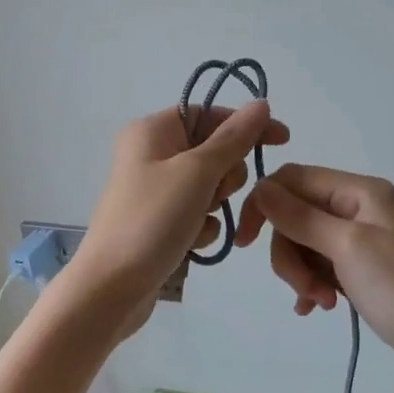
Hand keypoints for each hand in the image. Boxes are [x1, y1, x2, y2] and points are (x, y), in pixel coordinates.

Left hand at [69, 103, 288, 336]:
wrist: (110, 288)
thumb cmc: (152, 220)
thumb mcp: (197, 173)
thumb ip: (233, 138)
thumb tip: (261, 104)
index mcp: (152, 130)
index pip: (210, 113)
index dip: (246, 125)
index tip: (283, 140)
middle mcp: (151, 153)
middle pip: (213, 150)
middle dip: (226, 174)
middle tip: (215, 194)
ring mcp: (155, 190)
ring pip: (210, 185)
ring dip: (215, 205)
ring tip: (198, 223)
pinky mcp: (159, 221)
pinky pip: (197, 213)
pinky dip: (202, 227)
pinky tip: (190, 244)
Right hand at [236, 165, 393, 390]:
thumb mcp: (346, 247)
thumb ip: (300, 217)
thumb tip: (260, 188)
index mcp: (359, 191)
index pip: (293, 180)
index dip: (264, 205)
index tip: (244, 241)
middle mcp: (357, 207)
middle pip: (295, 215)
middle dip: (290, 252)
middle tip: (303, 288)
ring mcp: (359, 238)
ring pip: (303, 243)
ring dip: (302, 274)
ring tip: (321, 302)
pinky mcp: (359, 268)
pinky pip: (318, 265)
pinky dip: (311, 284)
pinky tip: (316, 308)